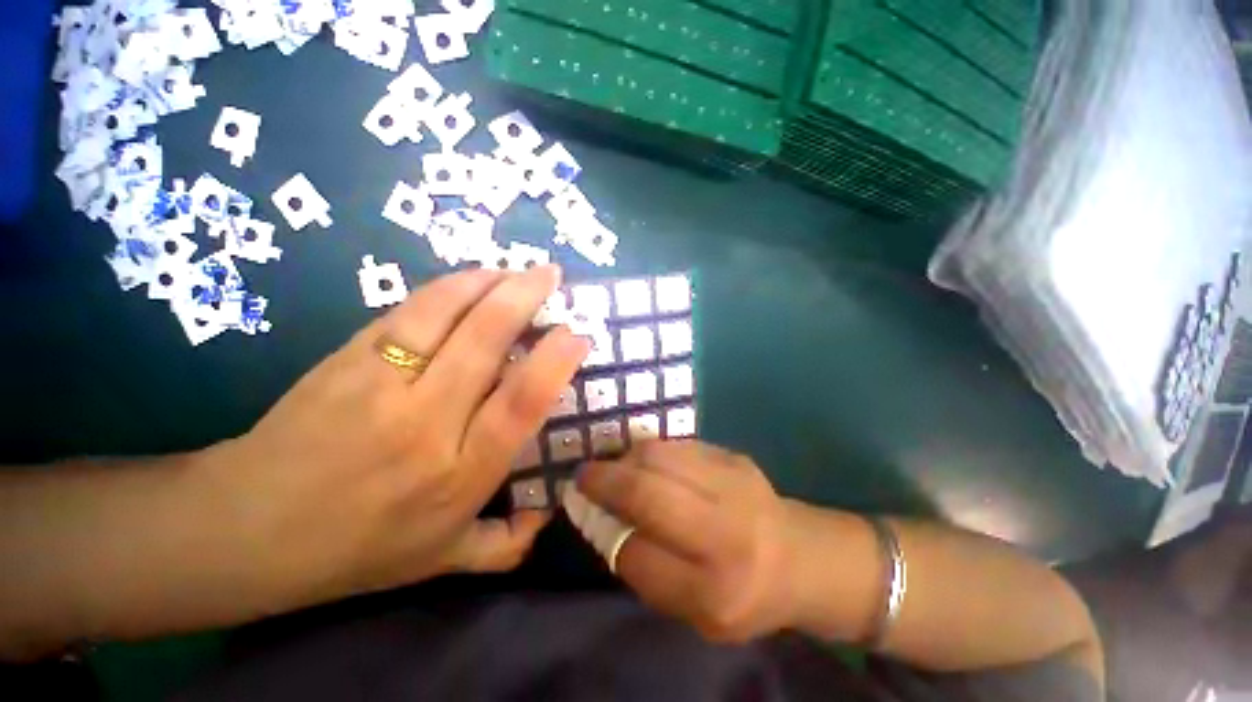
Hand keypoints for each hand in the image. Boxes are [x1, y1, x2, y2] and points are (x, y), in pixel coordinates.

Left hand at [207, 266, 588, 609]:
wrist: (247, 531)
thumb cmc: (357, 549)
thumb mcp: (443, 560)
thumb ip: (506, 546)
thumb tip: (549, 515)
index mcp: (459, 474)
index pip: (519, 405)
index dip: (553, 363)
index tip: (578, 335)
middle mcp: (426, 424)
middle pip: (484, 344)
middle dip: (525, 299)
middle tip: (552, 275)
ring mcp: (380, 386)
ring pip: (444, 316)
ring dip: (487, 284)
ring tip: (516, 270)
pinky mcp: (345, 360)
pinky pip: (407, 312)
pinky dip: (447, 288)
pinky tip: (470, 278)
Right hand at [576, 441, 800, 643]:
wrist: (801, 555)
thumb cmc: (743, 594)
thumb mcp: (695, 612)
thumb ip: (647, 571)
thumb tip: (604, 518)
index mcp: (715, 593)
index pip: (637, 555)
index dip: (608, 532)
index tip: (592, 515)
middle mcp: (726, 534)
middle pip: (647, 493)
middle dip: (606, 480)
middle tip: (585, 476)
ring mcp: (734, 485)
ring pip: (659, 457)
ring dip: (626, 459)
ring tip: (615, 467)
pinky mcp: (734, 456)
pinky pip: (677, 446)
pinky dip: (652, 452)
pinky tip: (647, 462)